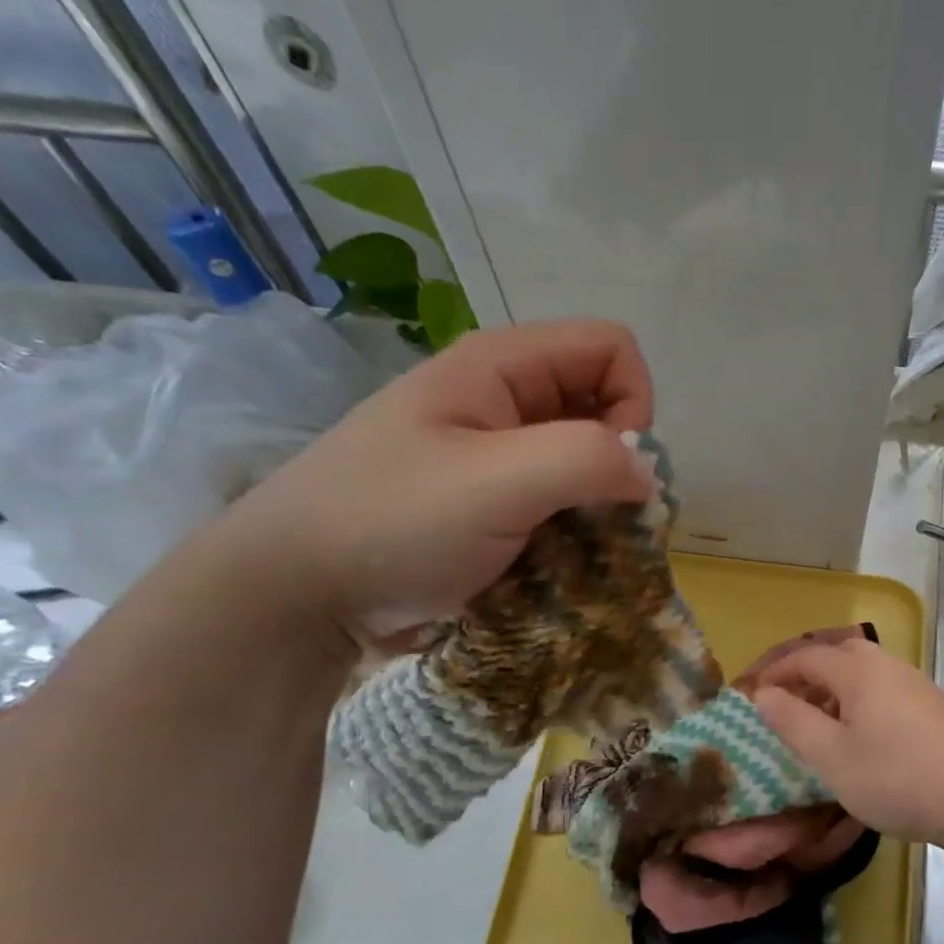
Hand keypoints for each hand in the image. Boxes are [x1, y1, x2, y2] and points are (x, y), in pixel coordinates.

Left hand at [209, 319, 656, 649]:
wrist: (296, 593)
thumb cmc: (392, 522)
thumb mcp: (495, 482)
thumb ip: (586, 460)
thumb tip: (647, 473)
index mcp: (500, 367)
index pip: (611, 350)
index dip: (632, 403)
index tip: (612, 470)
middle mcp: (503, 401)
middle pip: (602, 407)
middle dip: (617, 465)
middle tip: (595, 521)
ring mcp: (495, 457)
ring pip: (583, 465)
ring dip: (596, 509)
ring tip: (573, 554)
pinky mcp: (490, 506)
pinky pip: (557, 506)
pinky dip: (571, 535)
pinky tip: (551, 568)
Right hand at [751, 639, 943, 852]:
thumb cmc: (894, 777)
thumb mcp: (830, 756)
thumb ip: (792, 722)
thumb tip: (764, 695)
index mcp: (857, 670)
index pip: (806, 657)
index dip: (775, 672)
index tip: (753, 694)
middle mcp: (887, 665)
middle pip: (838, 654)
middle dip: (807, 674)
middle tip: (788, 704)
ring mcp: (915, 683)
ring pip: (864, 672)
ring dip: (835, 688)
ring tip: (821, 723)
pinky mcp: (933, 705)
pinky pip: (885, 689)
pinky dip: (861, 700)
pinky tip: (863, 735)